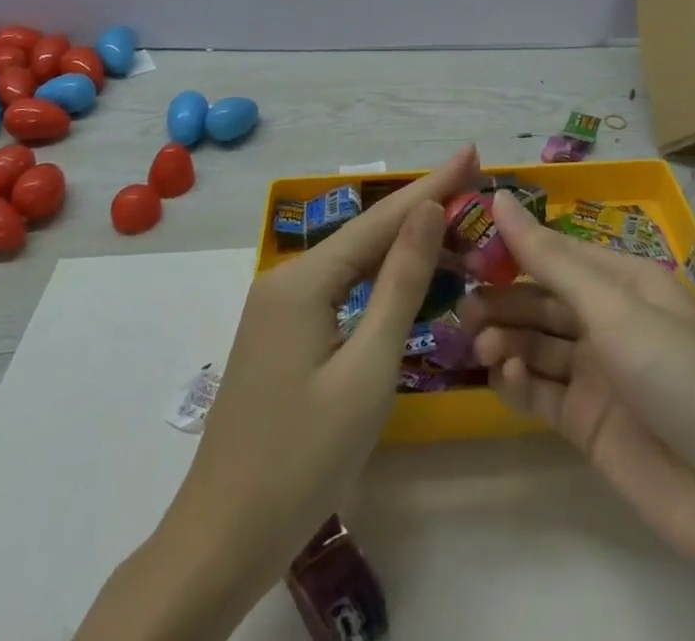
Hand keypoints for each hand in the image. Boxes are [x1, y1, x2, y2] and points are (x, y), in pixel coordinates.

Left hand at [79, 145, 481, 640]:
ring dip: (401, 244)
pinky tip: (403, 275)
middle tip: (473, 185)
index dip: (432, 186)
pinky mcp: (280, 335)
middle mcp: (285, 280)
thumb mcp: (367, 370)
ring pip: (351, 263)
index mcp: (302, 280)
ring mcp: (278, 308)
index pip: (380, 220)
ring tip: (453, 221)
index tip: (472, 153)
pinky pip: (338, 290)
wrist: (221, 541)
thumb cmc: (303, 459)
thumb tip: (428, 210)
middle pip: (365, 235)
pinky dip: (377, 279)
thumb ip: (400, 284)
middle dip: (420, 209)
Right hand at [465, 192, 694, 639]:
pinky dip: (519, 382)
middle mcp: (609, 321)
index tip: (464, 242)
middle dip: (503, 299)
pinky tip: (504, 378)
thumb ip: (551, 259)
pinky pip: (543, 392)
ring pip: (537, 344)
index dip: (513, 246)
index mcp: (625, 281)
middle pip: (542, 299)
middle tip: (460, 304)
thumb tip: (499, 198)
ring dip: (507, 339)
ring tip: (481, 343)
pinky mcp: (588, 424)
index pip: (557, 252)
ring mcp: (599, 374)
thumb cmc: (681, 376)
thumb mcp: (614, 308)